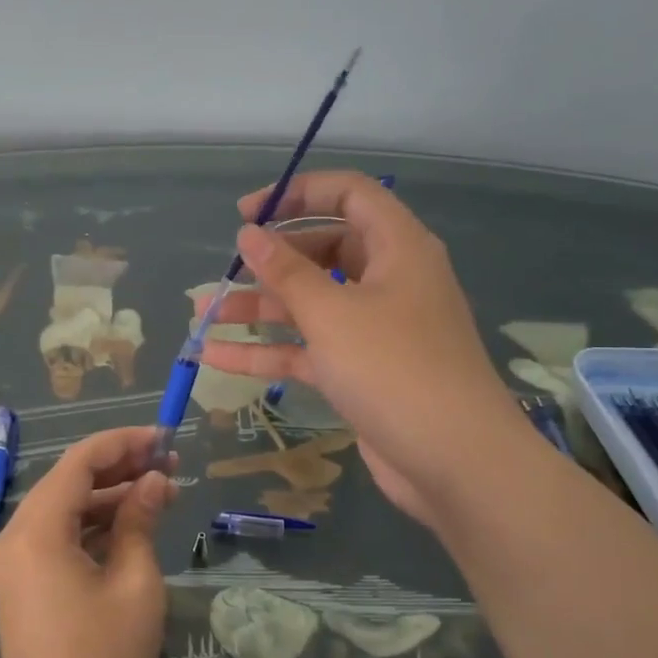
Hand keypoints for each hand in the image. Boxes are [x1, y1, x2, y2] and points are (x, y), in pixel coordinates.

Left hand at [0, 427, 175, 657]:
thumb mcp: (135, 582)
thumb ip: (141, 520)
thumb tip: (154, 481)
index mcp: (36, 529)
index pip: (80, 461)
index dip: (124, 442)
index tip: (164, 438)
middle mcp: (15, 536)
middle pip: (69, 481)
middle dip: (120, 468)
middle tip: (170, 463)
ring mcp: (14, 561)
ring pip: (65, 508)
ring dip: (110, 497)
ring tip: (162, 490)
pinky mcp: (21, 583)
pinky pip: (58, 536)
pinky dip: (93, 526)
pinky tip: (133, 523)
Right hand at [198, 171, 533, 528]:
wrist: (454, 462)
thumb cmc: (394, 369)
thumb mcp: (332, 314)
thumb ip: (285, 271)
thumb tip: (248, 234)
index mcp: (397, 248)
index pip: (348, 195)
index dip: (296, 194)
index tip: (247, 214)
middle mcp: (388, 280)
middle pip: (323, 250)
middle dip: (269, 262)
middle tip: (226, 273)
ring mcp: (375, 328)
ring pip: (310, 304)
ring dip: (258, 310)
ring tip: (202, 317)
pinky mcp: (361, 371)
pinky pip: (308, 348)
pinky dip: (268, 352)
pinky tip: (215, 357)